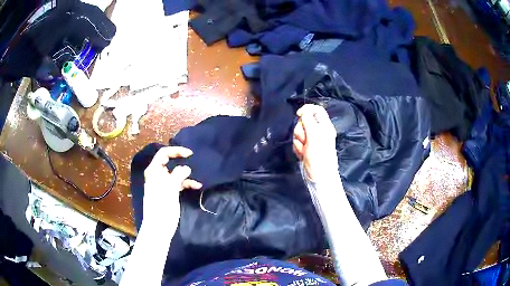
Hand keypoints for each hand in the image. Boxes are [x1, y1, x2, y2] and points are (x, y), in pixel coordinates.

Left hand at [143, 147, 201, 229]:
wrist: (159, 228)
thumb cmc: (161, 207)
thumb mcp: (169, 189)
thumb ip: (178, 175)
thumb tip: (186, 168)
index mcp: (153, 172)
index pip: (163, 154)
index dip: (176, 151)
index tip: (190, 154)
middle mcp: (157, 176)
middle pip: (169, 162)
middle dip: (181, 161)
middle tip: (194, 160)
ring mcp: (163, 185)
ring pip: (175, 174)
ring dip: (186, 175)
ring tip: (196, 178)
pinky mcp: (169, 193)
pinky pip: (179, 184)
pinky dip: (187, 184)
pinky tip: (197, 186)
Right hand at [293, 104, 338, 181]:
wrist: (319, 177)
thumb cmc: (319, 157)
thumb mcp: (314, 136)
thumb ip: (308, 120)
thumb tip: (303, 111)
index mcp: (324, 126)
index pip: (316, 109)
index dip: (306, 109)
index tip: (299, 115)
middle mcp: (319, 131)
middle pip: (304, 121)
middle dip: (301, 130)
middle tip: (306, 140)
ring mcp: (312, 140)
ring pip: (298, 132)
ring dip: (299, 141)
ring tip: (305, 150)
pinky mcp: (306, 148)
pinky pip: (297, 142)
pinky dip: (298, 148)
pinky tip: (303, 154)